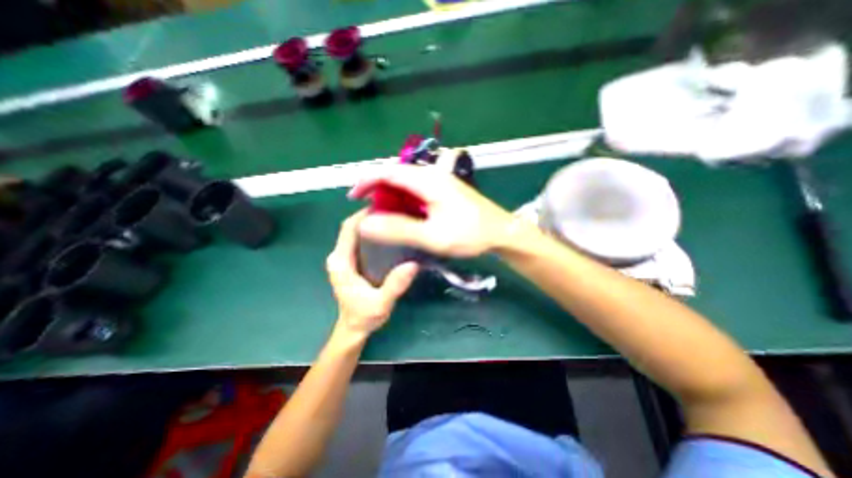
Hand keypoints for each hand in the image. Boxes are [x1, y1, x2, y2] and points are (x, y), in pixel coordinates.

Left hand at [327, 209, 418, 339]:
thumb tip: (414, 264)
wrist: (354, 328)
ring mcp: (345, 258)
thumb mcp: (381, 304)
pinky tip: (390, 234)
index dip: (363, 215)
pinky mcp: (352, 261)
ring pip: (357, 233)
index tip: (385, 206)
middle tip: (395, 210)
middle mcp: (340, 256)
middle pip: (352, 227)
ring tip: (395, 218)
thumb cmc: (364, 317)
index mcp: (341, 262)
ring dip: (372, 224)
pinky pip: (361, 241)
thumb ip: (394, 285)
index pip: (348, 229)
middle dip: (371, 216)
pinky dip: (374, 234)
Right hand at [345, 156, 511, 257]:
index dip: (367, 181)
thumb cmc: (470, 234)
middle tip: (365, 205)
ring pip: (407, 181)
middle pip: (397, 173)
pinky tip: (403, 210)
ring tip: (380, 209)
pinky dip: (404, 197)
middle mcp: (433, 175)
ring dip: (391, 193)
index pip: (389, 171)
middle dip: (377, 186)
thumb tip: (365, 224)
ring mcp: (441, 181)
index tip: (353, 196)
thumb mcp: (433, 236)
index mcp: (428, 181)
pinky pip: (417, 189)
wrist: (501, 232)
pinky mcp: (446, 190)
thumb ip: (399, 230)